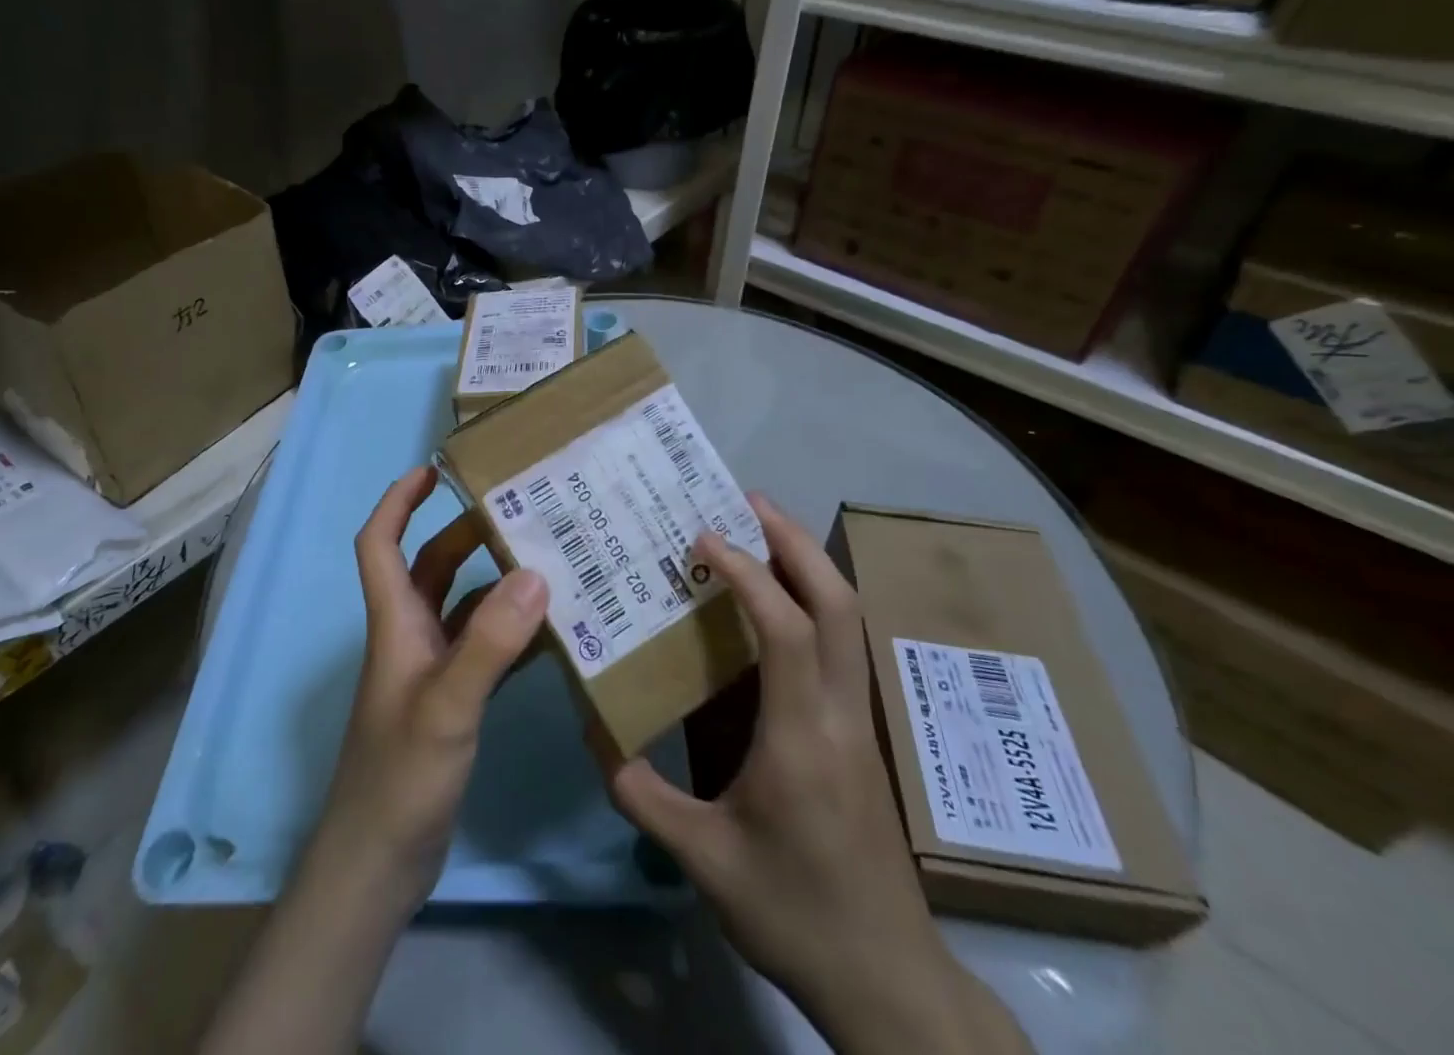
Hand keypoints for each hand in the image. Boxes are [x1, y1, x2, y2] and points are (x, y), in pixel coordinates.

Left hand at [311, 465, 547, 914]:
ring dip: (496, 583)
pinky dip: (512, 634)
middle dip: (466, 534)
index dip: (398, 501)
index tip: (434, 470)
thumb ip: (490, 642)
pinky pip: (484, 650)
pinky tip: (554, 632)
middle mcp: (410, 636)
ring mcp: (431, 671)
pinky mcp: (451, 702)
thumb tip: (534, 573)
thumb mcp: (447, 705)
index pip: (380, 543)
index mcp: (394, 623)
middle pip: (431, 567)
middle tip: (519, 512)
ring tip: (549, 561)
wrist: (379, 865)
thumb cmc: (400, 777)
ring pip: (462, 607)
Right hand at [597, 495, 1029, 1054]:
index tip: (703, 537)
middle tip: (747, 501)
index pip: (788, 631)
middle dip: (796, 543)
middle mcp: (842, 715)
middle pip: (840, 605)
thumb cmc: (794, 913)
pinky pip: (842, 647)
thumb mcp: (703, 858)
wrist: (888, 980)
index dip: (748, 574)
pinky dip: (812, 603)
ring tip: (759, 530)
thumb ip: (640, 792)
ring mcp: (860, 722)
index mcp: (803, 738)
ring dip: (809, 565)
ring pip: (851, 621)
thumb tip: (594, 730)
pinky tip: (774, 602)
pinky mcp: (861, 734)